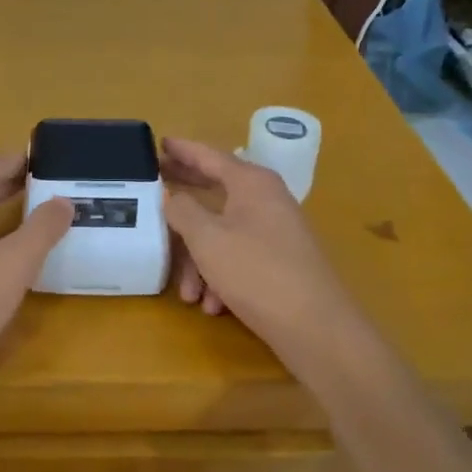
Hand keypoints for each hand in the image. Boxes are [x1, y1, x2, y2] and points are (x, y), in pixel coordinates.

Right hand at [163, 137, 363, 367]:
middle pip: (216, 191)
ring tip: (188, 294)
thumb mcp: (207, 239)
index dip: (182, 150)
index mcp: (251, 183)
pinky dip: (221, 276)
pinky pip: (239, 257)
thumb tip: (172, 195)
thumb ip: (183, 210)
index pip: (209, 155)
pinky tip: (213, 305)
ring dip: (199, 261)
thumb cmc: (257, 272)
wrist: (316, 328)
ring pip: (223, 233)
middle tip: (154, 194)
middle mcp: (266, 200)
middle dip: (184, 203)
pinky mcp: (280, 261)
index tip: (159, 143)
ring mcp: (276, 231)